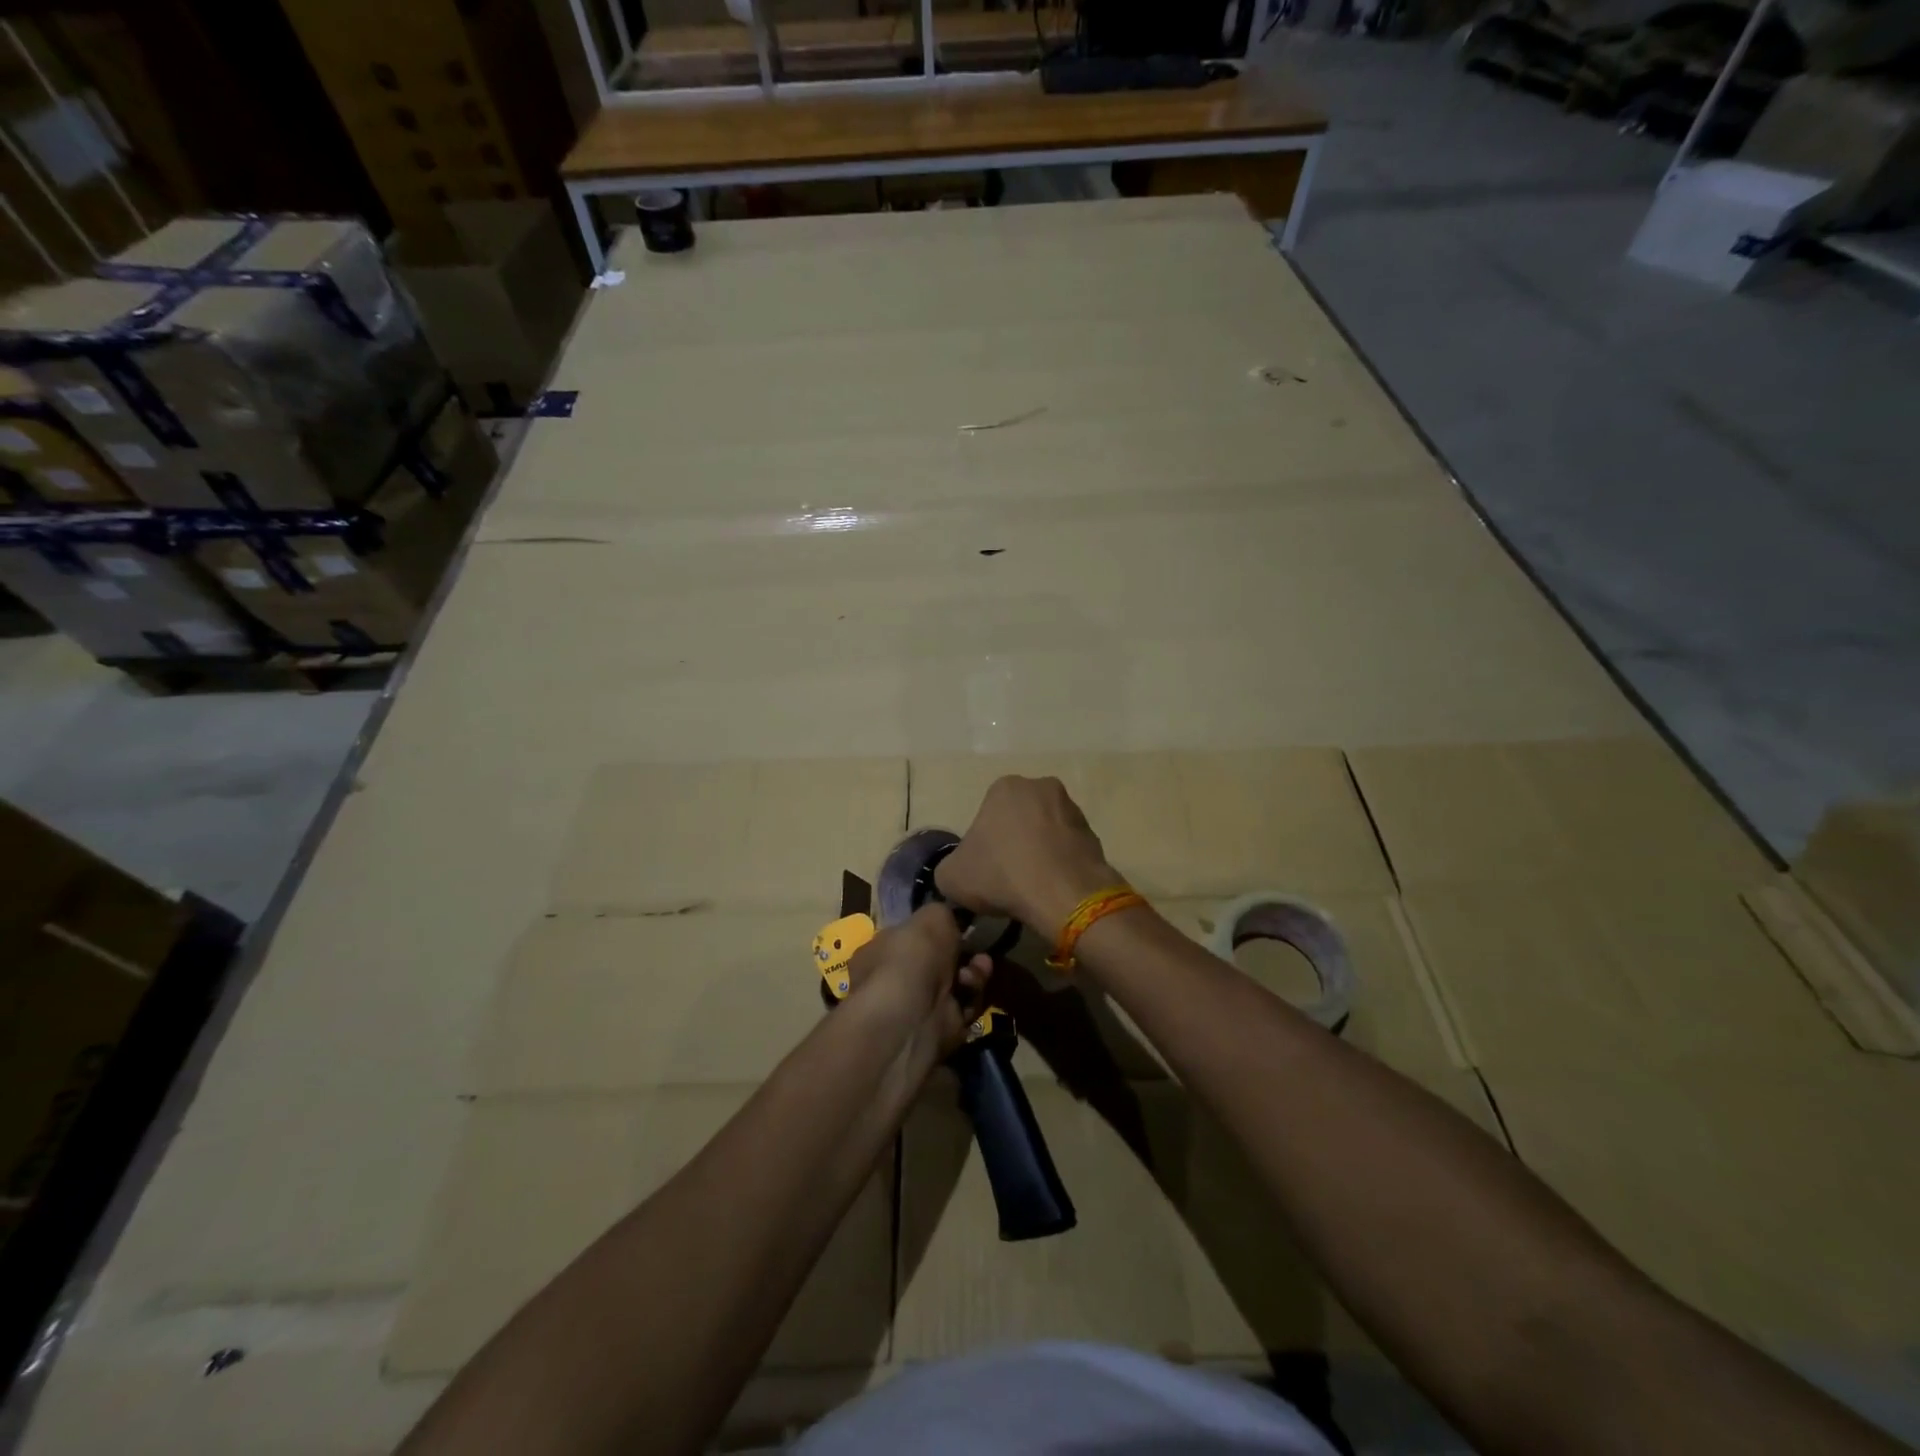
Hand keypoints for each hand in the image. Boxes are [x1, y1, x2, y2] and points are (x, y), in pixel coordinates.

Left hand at [844, 904, 990, 1077]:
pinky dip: (973, 996)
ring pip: (955, 986)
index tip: (958, 925)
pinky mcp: (939, 1031)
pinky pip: (963, 1009)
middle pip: (936, 964)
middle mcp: (894, 982)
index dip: (934, 933)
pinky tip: (972, 986)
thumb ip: (943, 913)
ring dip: (973, 973)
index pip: (908, 939)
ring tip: (980, 966)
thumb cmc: (912, 956)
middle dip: (961, 953)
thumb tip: (948, 919)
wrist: (911, 1015)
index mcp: (879, 952)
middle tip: (976, 948)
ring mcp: (916, 1009)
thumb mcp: (931, 916)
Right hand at [934, 775, 1120, 940]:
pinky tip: (1052, 889)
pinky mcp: (1094, 834)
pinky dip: (1060, 865)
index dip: (983, 844)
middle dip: (1014, 842)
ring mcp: (1072, 808)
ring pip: (1046, 832)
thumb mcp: (951, 877)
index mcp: (1005, 787)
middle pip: (1019, 818)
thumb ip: (949, 868)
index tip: (985, 869)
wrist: (1063, 895)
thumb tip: (960, 872)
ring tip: (1032, 887)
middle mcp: (1041, 787)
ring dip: (1039, 852)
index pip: (987, 814)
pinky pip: (1067, 849)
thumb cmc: (1002, 875)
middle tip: (1007, 877)